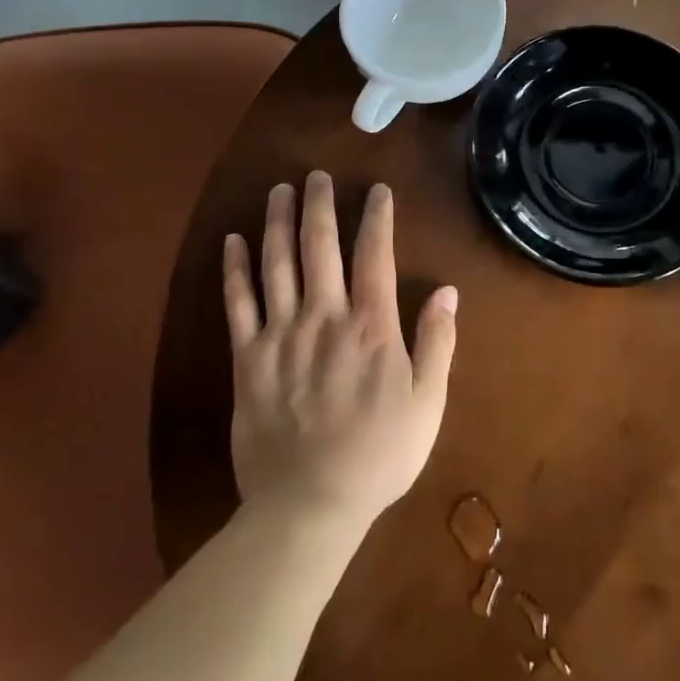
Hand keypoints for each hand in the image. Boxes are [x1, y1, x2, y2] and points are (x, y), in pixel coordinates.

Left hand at [222, 172, 457, 533]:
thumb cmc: (379, 455)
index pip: (374, 254)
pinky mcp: (248, 358)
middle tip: (316, 174)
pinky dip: (234, 269)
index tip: (376, 190)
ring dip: (277, 222)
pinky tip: (232, 240)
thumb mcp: (427, 403)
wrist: (309, 506)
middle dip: (319, 204)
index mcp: (371, 326)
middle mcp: (324, 316)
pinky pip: (237, 303)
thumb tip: (446, 290)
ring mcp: (281, 334)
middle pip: (319, 245)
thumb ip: (437, 343)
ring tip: (279, 190)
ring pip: (277, 263)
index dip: (376, 217)